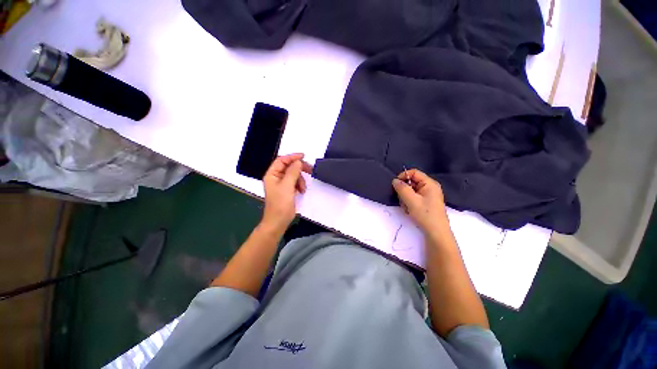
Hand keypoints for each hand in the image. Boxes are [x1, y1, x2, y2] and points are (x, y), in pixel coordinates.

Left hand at [261, 153, 311, 233]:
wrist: (279, 221)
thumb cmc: (280, 204)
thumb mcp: (287, 186)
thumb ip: (293, 172)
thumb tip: (298, 161)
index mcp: (272, 174)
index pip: (282, 160)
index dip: (292, 157)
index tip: (303, 157)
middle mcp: (276, 177)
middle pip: (289, 167)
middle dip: (299, 169)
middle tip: (310, 170)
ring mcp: (282, 184)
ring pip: (294, 175)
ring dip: (300, 179)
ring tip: (302, 188)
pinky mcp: (287, 190)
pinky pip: (295, 182)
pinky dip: (300, 185)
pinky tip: (301, 191)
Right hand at [392, 169, 447, 232]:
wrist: (436, 233)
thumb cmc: (425, 215)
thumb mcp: (411, 200)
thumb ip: (402, 188)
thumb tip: (394, 180)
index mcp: (429, 183)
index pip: (414, 172)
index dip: (403, 176)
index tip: (395, 185)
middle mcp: (429, 187)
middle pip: (411, 182)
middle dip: (404, 190)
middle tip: (402, 200)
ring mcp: (427, 195)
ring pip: (410, 191)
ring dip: (405, 198)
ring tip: (407, 207)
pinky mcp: (425, 202)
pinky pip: (413, 197)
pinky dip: (408, 202)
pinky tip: (409, 210)